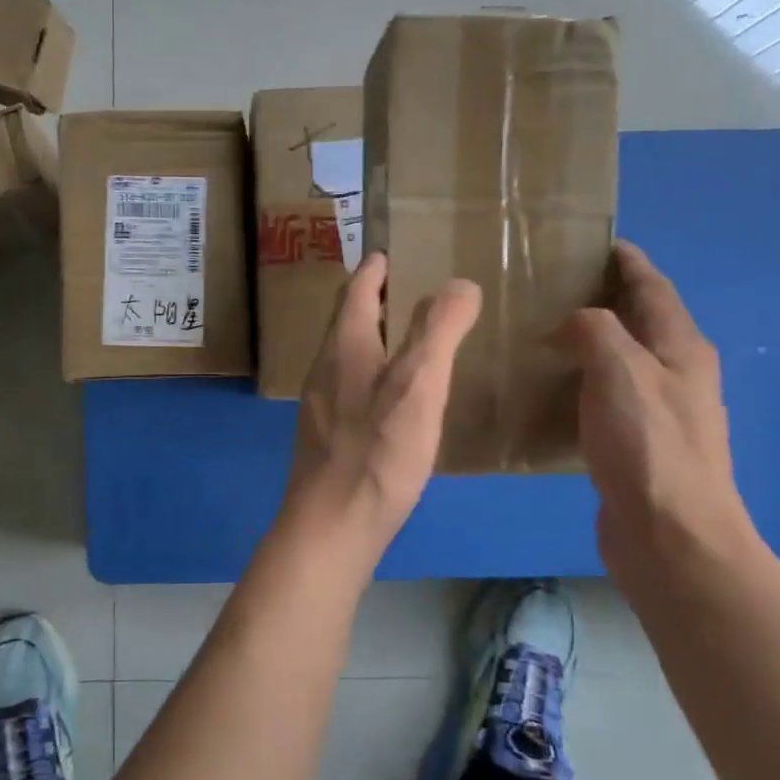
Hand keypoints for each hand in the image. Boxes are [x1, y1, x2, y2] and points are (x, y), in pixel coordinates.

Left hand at [285, 252, 481, 546]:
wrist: (331, 526)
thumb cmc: (377, 451)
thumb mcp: (419, 383)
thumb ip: (438, 329)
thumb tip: (459, 283)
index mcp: (343, 346)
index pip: (355, 290)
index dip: (375, 269)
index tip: (391, 253)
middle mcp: (324, 368)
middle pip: (347, 321)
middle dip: (373, 301)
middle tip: (410, 291)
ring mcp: (320, 404)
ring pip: (346, 356)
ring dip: (373, 338)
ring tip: (409, 340)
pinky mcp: (326, 436)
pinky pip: (350, 387)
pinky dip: (372, 373)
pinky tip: (395, 398)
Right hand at [558, 242, 759, 585]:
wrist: (670, 535)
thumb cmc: (649, 445)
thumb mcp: (620, 370)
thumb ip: (595, 330)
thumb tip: (571, 324)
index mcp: (681, 347)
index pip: (653, 286)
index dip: (626, 261)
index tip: (591, 242)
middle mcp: (676, 373)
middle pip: (638, 320)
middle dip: (601, 298)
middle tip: (548, 287)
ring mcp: (658, 411)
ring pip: (619, 360)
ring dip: (587, 342)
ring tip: (538, 333)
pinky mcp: (635, 444)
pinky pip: (604, 396)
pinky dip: (579, 382)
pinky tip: (546, 390)